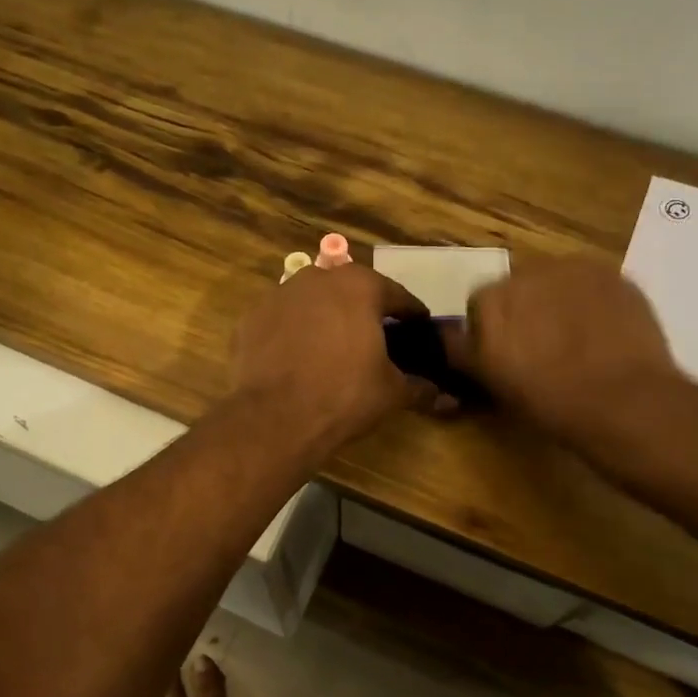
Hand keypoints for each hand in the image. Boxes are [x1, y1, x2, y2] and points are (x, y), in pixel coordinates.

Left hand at [230, 263, 433, 453]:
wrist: (275, 418)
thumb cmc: (344, 396)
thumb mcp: (391, 392)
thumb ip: (420, 387)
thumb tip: (447, 398)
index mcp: (360, 286)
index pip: (397, 296)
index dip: (410, 315)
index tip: (418, 330)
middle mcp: (318, 278)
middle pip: (351, 292)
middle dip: (365, 312)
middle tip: (376, 339)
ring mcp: (278, 295)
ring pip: (313, 302)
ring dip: (326, 319)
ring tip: (334, 350)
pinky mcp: (250, 318)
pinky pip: (282, 322)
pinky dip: (292, 334)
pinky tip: (297, 360)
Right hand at [450, 256, 679, 442]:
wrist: (623, 401)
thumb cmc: (549, 401)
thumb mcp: (492, 383)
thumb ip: (465, 353)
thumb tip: (449, 337)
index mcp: (490, 301)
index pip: (479, 304)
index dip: (490, 329)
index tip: (505, 354)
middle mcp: (526, 273)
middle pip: (517, 286)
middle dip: (524, 309)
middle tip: (541, 346)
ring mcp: (572, 268)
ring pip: (554, 280)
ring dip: (557, 300)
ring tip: (577, 337)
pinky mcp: (611, 273)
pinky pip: (591, 282)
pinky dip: (591, 300)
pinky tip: (603, 331)